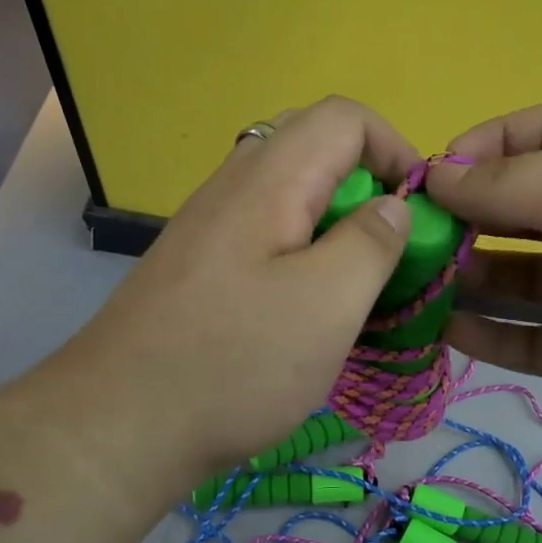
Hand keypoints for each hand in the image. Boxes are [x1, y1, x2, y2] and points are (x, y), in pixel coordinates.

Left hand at [50, 97, 418, 486]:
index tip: (421, 209)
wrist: (120, 424)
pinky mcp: (199, 267)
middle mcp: (232, 187)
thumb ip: (371, 242)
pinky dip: (302, 251)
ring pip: (288, 194)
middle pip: (313, 147)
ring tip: (356, 282)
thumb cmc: (236, 361)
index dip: (396, 148)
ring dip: (335, 223)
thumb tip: (392, 206)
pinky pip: (264, 233)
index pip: (344, 118)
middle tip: (389, 245)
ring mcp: (209, 227)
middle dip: (366, 185)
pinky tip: (306, 308)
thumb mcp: (328, 302)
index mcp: (269, 180)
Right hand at [425, 103, 541, 441]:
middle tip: (414, 236)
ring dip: (466, 278)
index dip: (485, 146)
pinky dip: (486, 335)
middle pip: (518, 208)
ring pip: (515, 277)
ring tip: (416, 285)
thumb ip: (510, 182)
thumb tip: (436, 179)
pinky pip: (527, 338)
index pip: (538, 133)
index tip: (436, 174)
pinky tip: (443, 332)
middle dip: (466, 217)